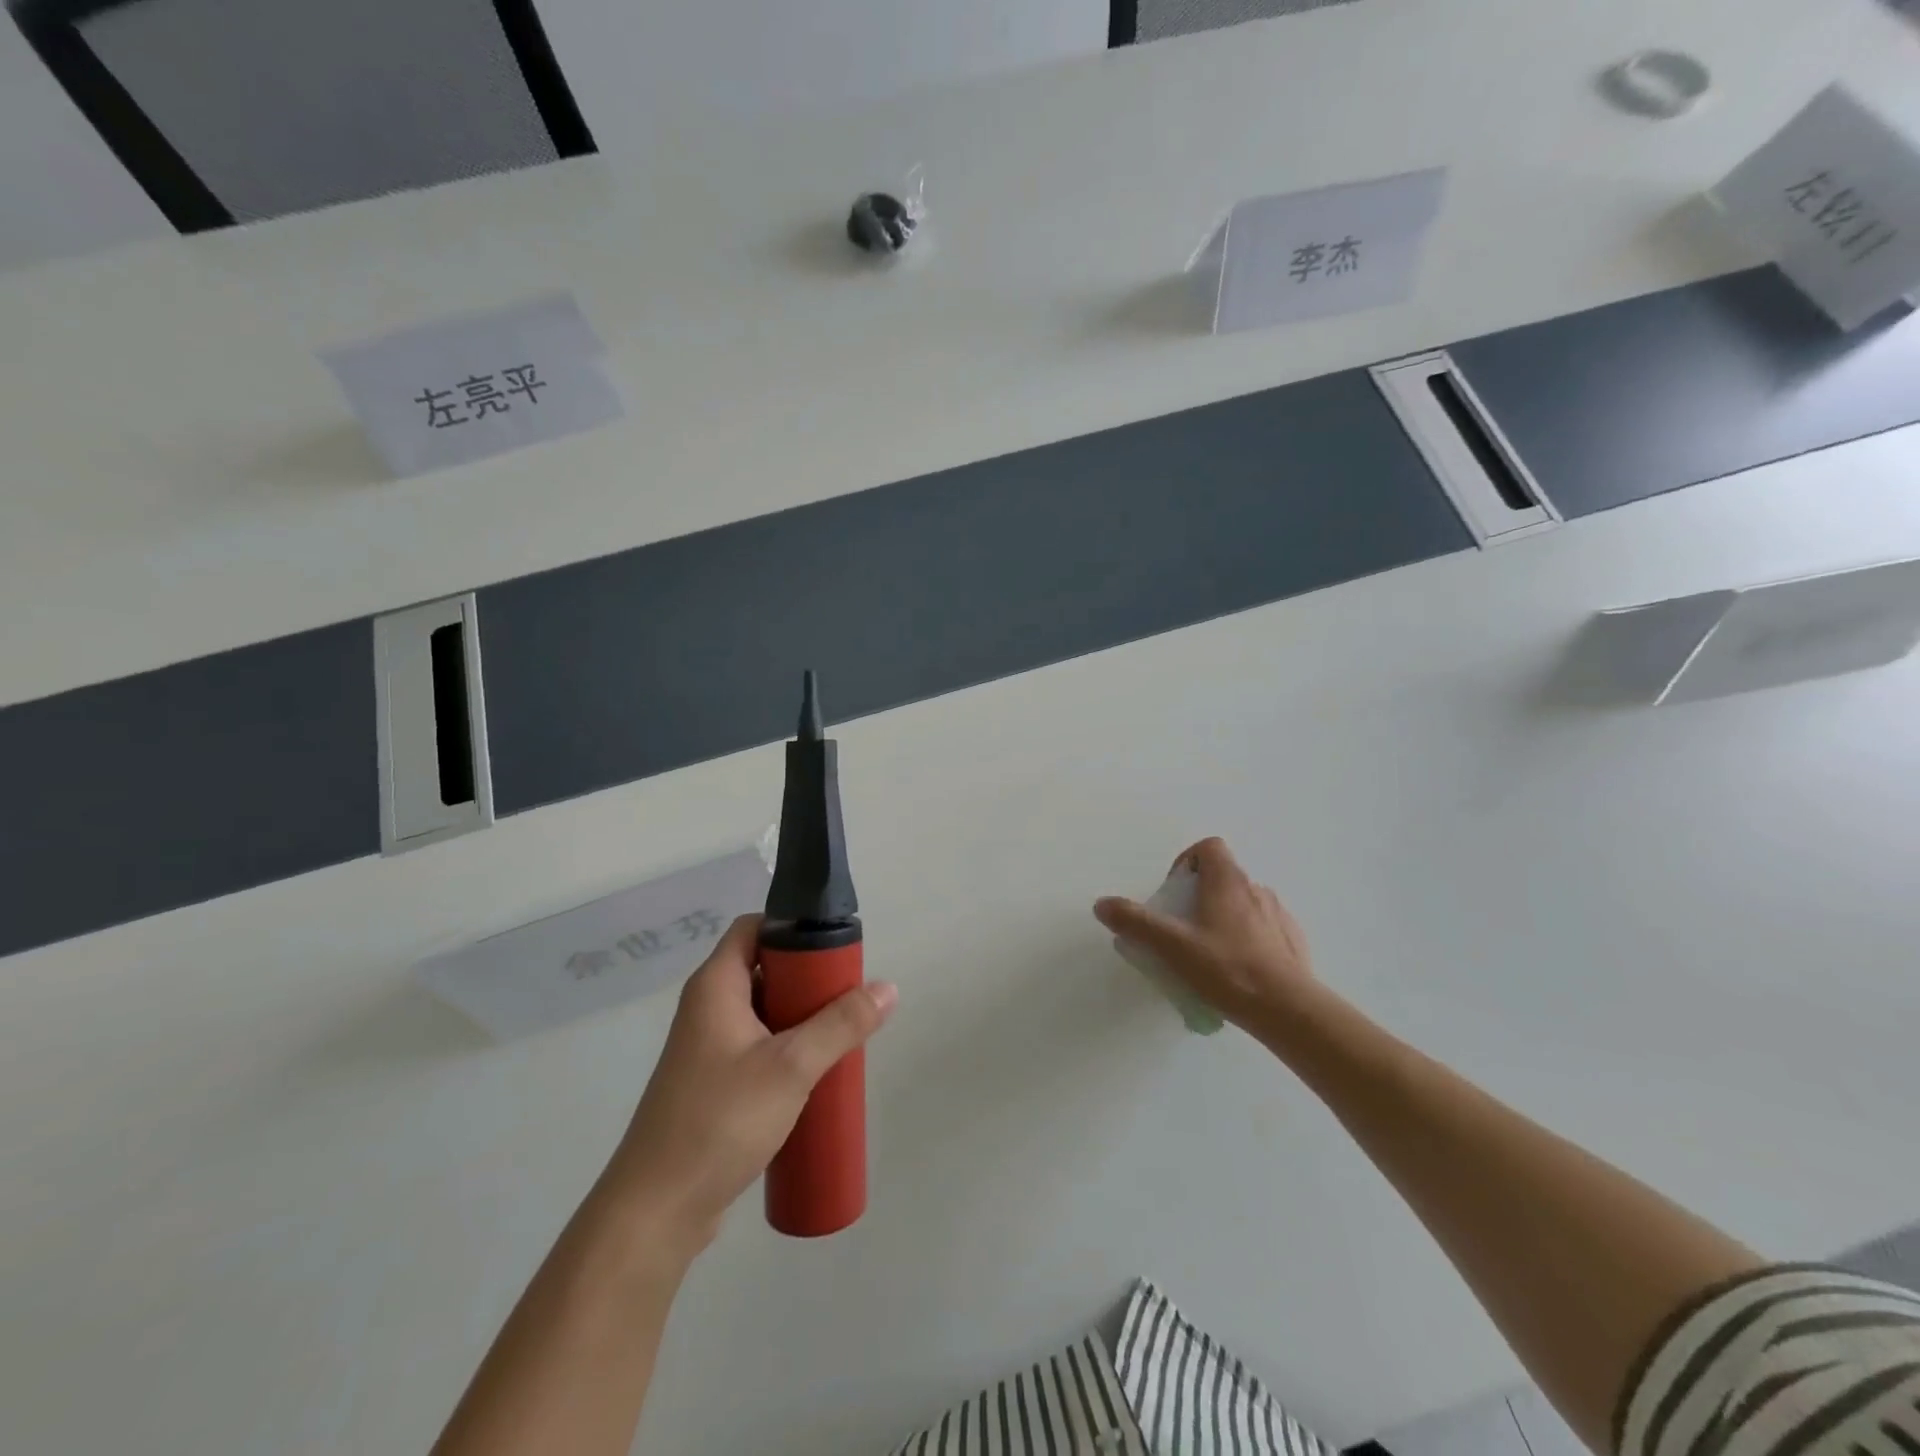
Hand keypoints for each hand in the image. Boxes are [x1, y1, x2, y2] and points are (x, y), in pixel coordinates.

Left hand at [598, 915, 896, 1260]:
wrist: (657, 1211)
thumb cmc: (720, 1121)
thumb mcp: (791, 1066)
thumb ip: (841, 1024)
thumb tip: (888, 988)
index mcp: (715, 986)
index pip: (753, 927)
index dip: (791, 926)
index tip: (834, 945)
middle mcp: (707, 1007)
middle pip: (764, 968)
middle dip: (808, 978)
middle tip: (849, 994)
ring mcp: (708, 1047)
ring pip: (764, 1011)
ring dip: (802, 1016)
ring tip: (843, 1031)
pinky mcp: (714, 1083)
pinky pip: (758, 1046)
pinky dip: (788, 1047)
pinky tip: (817, 1071)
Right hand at [1094, 837, 1318, 1041]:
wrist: (1288, 1009)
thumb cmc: (1226, 968)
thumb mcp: (1171, 946)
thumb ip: (1135, 922)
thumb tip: (1101, 904)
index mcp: (1227, 881)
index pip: (1209, 847)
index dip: (1187, 862)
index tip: (1174, 893)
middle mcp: (1256, 889)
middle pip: (1223, 877)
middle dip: (1200, 896)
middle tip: (1183, 930)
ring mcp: (1279, 915)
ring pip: (1244, 904)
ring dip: (1225, 918)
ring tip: (1210, 954)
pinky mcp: (1293, 942)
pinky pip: (1265, 929)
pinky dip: (1248, 940)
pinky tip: (1238, 970)